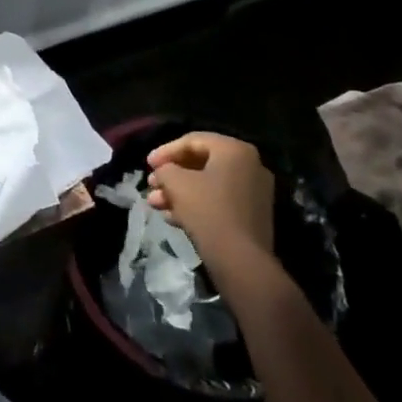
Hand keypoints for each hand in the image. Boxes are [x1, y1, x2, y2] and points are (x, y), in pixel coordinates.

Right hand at [146, 131, 275, 256]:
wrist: (241, 260)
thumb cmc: (207, 211)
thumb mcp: (176, 183)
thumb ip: (165, 169)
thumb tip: (165, 171)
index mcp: (235, 150)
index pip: (193, 141)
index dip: (165, 151)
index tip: (147, 165)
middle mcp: (250, 165)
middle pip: (201, 163)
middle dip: (171, 175)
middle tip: (151, 184)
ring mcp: (254, 191)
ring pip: (208, 184)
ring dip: (179, 192)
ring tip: (155, 204)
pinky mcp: (252, 215)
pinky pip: (219, 200)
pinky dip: (196, 204)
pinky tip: (173, 218)